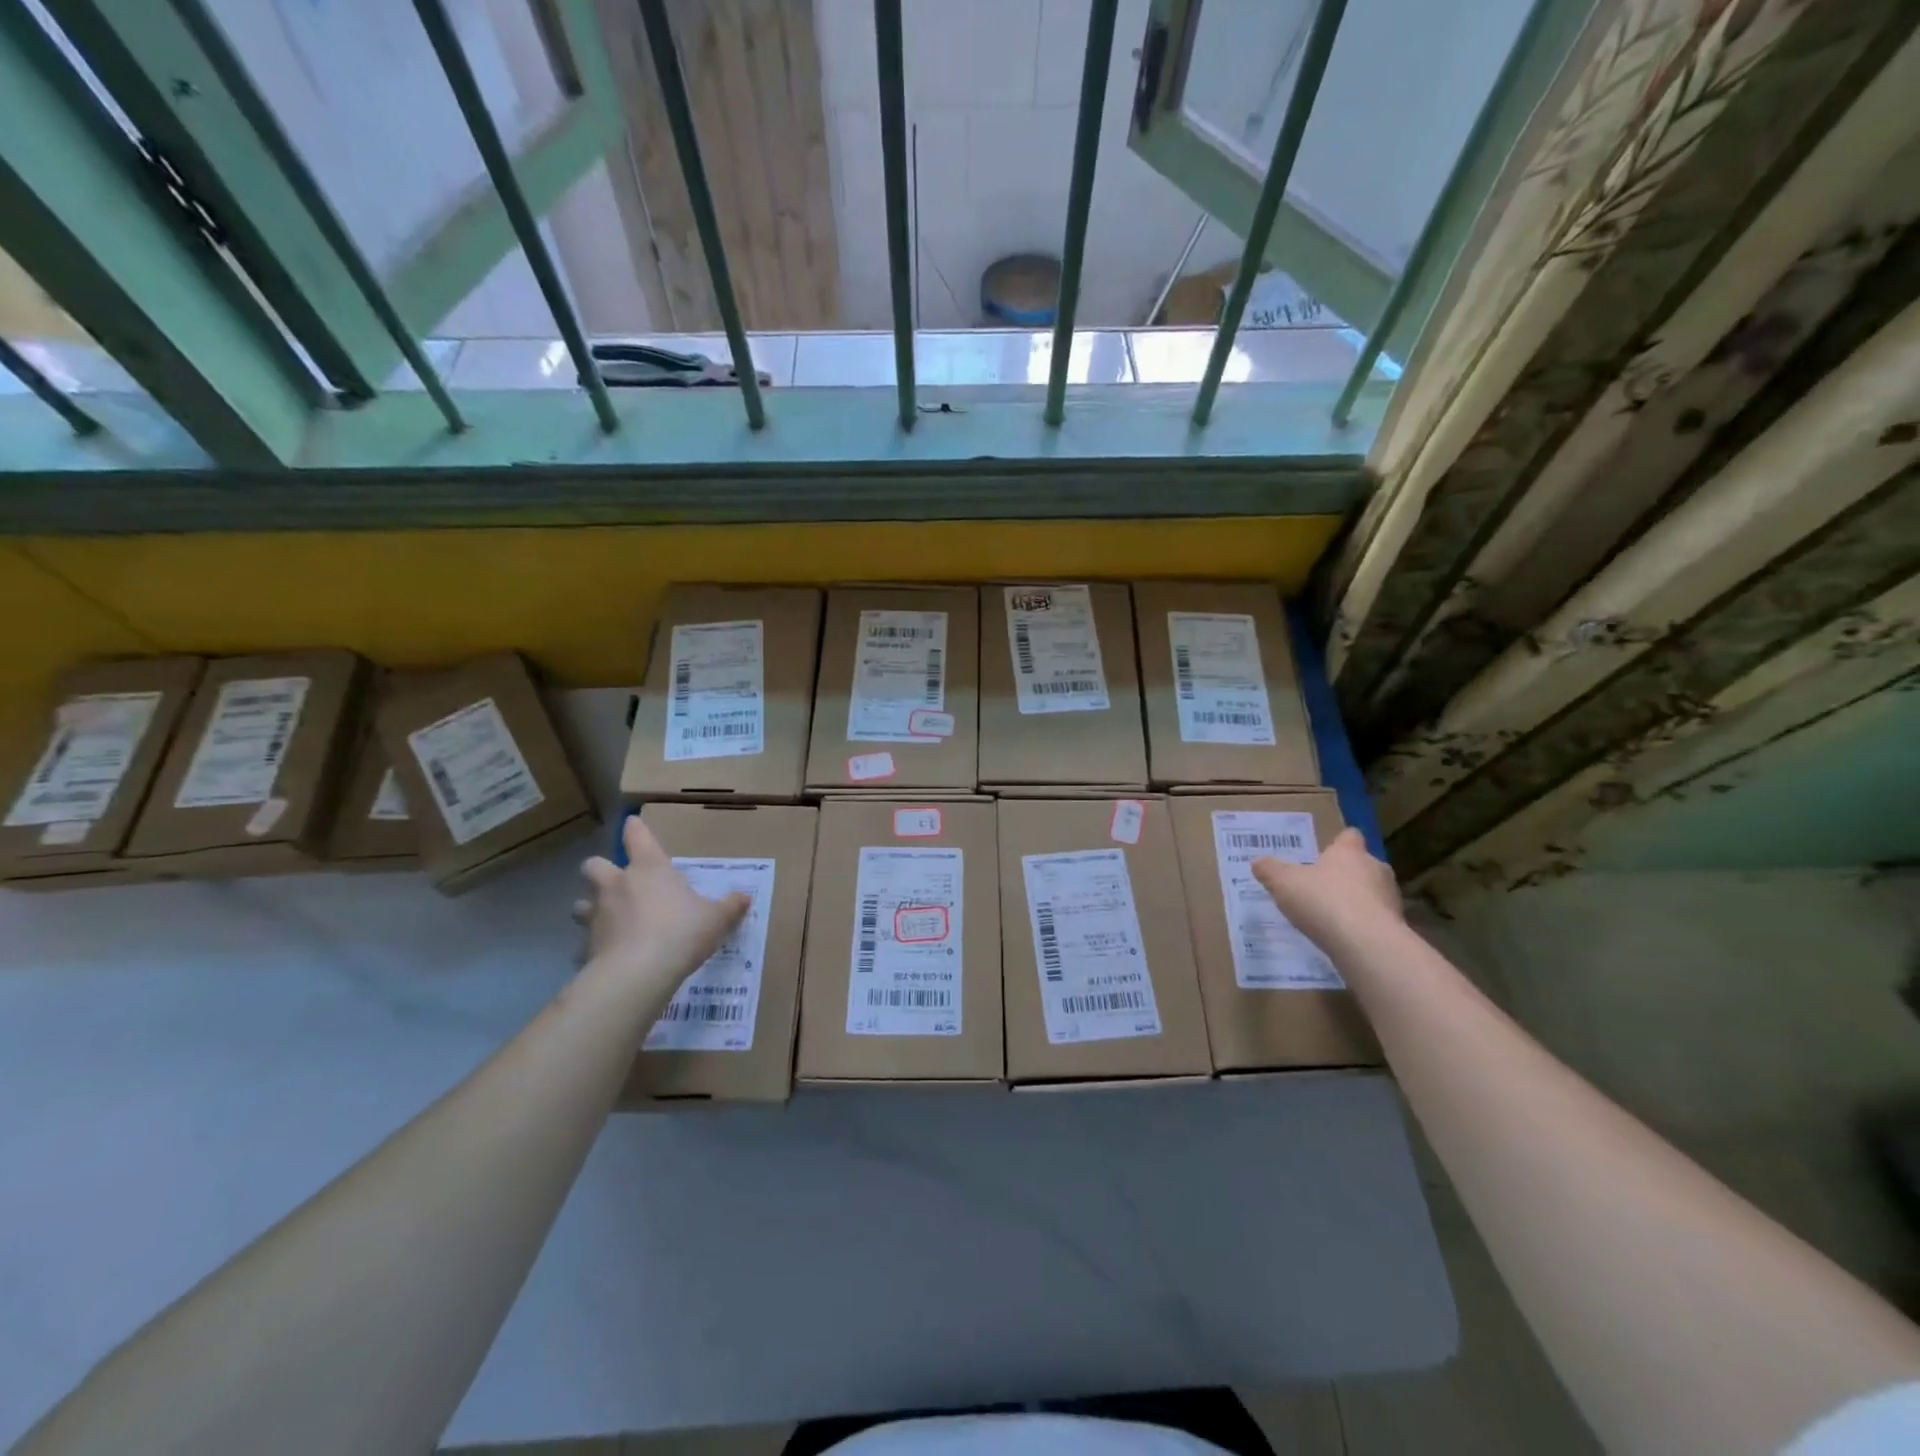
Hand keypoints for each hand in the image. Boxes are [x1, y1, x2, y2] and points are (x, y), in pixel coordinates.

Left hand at [574, 817, 749, 990]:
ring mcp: (598, 915)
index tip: (632, 823)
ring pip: (581, 904)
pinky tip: (607, 957)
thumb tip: (745, 898)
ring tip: (607, 920)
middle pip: (594, 865)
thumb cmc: (681, 931)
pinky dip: (593, 948)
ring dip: (590, 908)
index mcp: (649, 869)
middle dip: (600, 869)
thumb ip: (730, 907)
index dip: (635, 828)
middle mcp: (617, 885)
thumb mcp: (716, 918)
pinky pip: (585, 944)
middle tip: (615, 881)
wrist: (639, 972)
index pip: (637, 837)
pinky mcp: (587, 946)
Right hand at [1252, 827, 1401, 950]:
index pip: (1350, 837)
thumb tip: (1258, 862)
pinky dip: (1363, 925)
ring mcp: (1390, 898)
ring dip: (1357, 901)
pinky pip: (1376, 920)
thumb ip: (1270, 870)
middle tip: (1324, 886)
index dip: (1339, 842)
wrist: (1366, 944)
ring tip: (1333, 916)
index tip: (1326, 852)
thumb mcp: (1283, 883)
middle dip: (1347, 874)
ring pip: (1373, 893)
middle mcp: (1375, 869)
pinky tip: (1345, 938)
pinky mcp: (1396, 927)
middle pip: (1363, 865)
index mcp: (1349, 853)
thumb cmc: (1323, 901)